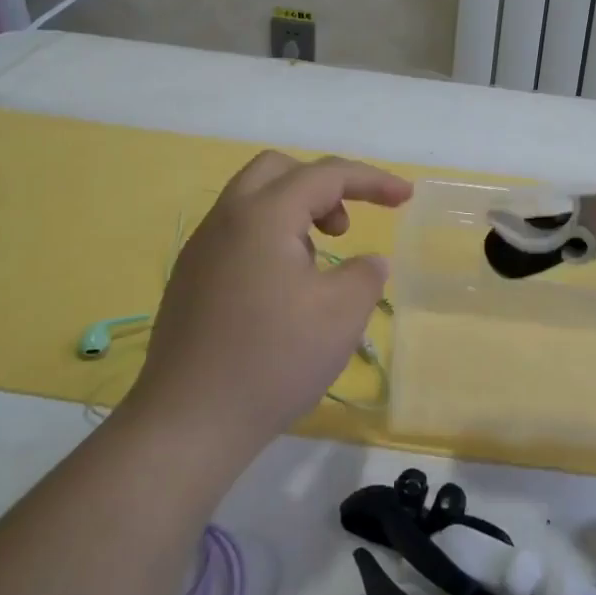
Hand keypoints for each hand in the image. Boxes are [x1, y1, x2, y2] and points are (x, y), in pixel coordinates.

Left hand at [124, 152, 411, 465]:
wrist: (188, 423)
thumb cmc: (273, 359)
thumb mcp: (342, 314)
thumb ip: (366, 275)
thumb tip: (366, 263)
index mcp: (262, 215)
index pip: (325, 174)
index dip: (373, 180)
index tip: (406, 197)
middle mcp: (225, 220)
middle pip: (278, 171)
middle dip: (323, 185)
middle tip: (345, 226)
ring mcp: (200, 250)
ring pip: (253, 202)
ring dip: (295, 213)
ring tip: (318, 263)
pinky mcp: (190, 281)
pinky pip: (237, 235)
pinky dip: (271, 239)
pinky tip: (284, 291)